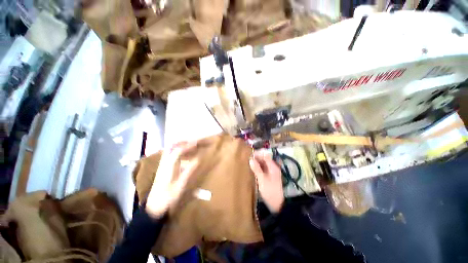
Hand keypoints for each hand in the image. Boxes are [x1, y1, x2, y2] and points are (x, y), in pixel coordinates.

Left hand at [145, 142, 198, 217]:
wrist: (153, 207)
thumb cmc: (168, 197)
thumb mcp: (181, 184)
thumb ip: (190, 170)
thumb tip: (198, 159)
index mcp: (168, 166)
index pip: (178, 151)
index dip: (188, 146)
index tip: (197, 143)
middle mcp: (164, 162)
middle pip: (171, 146)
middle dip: (182, 142)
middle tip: (193, 142)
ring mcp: (162, 165)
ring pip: (170, 150)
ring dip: (180, 145)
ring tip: (190, 146)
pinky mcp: (163, 168)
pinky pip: (170, 155)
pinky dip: (178, 151)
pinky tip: (184, 155)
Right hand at [249, 152, 283, 212]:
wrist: (276, 204)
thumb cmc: (270, 191)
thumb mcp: (262, 180)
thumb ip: (257, 169)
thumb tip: (251, 159)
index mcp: (273, 166)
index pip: (266, 155)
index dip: (258, 154)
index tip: (250, 155)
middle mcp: (273, 167)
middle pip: (264, 158)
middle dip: (257, 158)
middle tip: (248, 160)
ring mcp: (271, 171)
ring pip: (263, 163)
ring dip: (257, 162)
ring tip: (249, 164)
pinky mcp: (269, 175)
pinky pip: (263, 168)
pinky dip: (258, 167)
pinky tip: (253, 169)